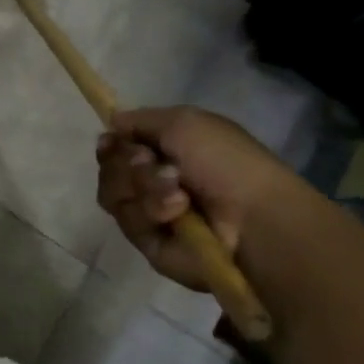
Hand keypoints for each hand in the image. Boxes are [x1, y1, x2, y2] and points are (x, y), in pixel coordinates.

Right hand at [94, 106, 293, 290]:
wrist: (254, 220)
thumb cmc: (226, 162)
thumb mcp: (184, 122)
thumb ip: (140, 119)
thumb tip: (112, 124)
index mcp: (165, 152)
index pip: (116, 147)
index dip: (111, 144)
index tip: (113, 142)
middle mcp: (153, 182)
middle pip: (109, 170)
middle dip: (127, 164)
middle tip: (151, 163)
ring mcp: (150, 214)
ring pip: (113, 195)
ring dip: (143, 187)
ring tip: (178, 195)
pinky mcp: (149, 244)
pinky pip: (128, 222)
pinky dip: (152, 212)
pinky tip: (179, 213)